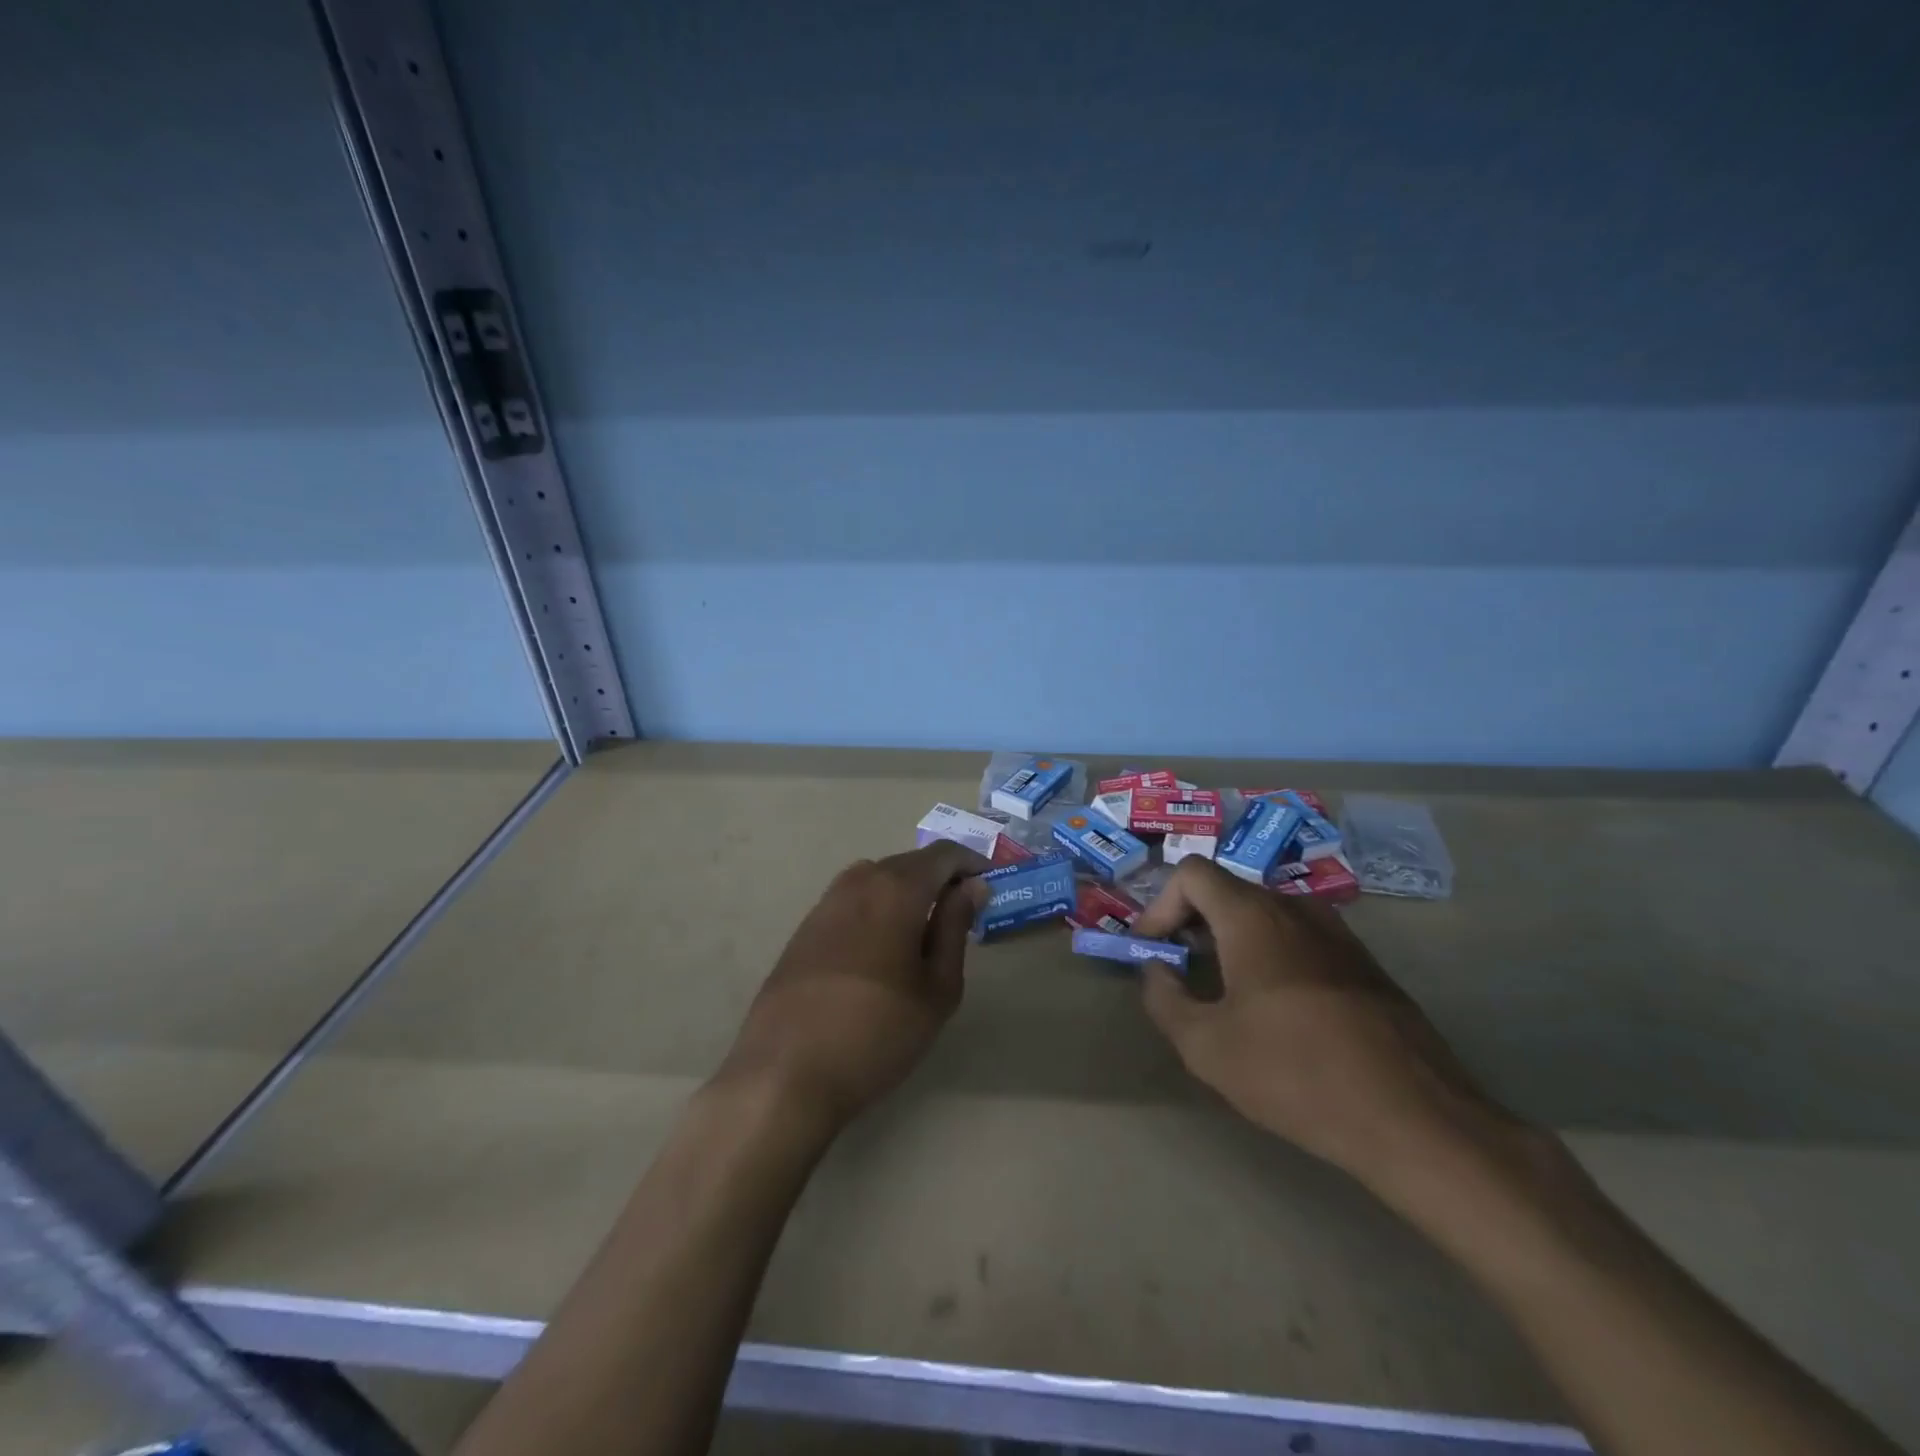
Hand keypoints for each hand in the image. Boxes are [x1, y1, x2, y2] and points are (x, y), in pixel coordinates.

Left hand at [719, 842, 987, 1134]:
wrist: (784, 1074)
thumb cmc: (877, 1032)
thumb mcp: (937, 988)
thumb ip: (955, 927)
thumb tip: (972, 886)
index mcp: (896, 889)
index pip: (943, 854)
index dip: (971, 863)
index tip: (990, 885)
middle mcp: (858, 882)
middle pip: (909, 863)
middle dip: (940, 878)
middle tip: (963, 913)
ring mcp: (825, 903)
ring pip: (878, 879)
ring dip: (907, 892)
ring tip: (924, 931)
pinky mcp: (804, 928)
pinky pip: (853, 900)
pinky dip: (877, 908)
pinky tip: (881, 947)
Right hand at [1132, 858, 1526, 1194]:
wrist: (1416, 1119)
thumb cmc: (1296, 1073)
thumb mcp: (1205, 1046)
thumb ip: (1163, 999)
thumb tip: (1156, 972)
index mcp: (1253, 915)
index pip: (1191, 873)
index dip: (1159, 905)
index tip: (1154, 952)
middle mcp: (1296, 908)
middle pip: (1228, 891)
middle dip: (1192, 923)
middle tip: (1180, 971)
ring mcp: (1338, 934)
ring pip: (1266, 915)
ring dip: (1232, 940)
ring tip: (1224, 992)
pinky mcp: (1366, 965)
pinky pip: (1301, 940)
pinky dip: (1271, 957)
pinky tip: (1278, 1012)